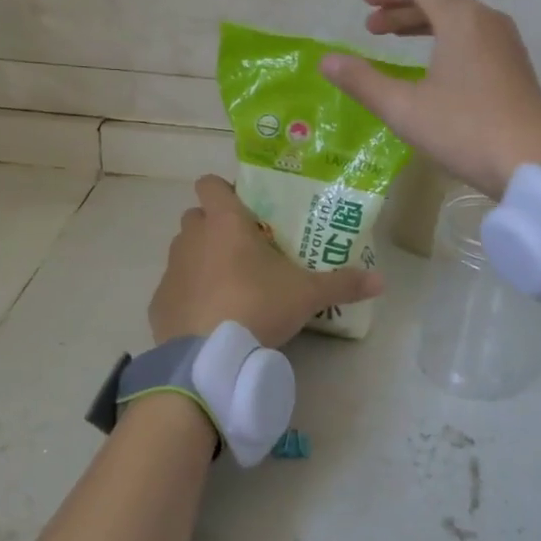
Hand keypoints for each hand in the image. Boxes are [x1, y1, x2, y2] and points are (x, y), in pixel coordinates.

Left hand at [149, 176, 382, 347]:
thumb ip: (343, 283)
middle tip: (246, 248)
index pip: (210, 183)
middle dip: (215, 226)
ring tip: (230, 284)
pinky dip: (189, 294)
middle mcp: (191, 238)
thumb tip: (382, 281)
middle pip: (197, 216)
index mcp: (224, 223)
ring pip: (184, 250)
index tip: (246, 208)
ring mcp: (171, 270)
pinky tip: (210, 316)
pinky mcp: (158, 302)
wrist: (209, 357)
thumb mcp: (307, 295)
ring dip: (201, 258)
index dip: (224, 190)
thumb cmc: (258, 306)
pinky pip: (175, 287)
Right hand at [320, 0, 540, 197]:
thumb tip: (326, 60)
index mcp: (463, 19)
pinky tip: (434, 69)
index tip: (364, 1)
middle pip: (442, 0)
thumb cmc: (465, 130)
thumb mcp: (405, 109)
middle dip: (403, 9)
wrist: (533, 164)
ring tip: (396, 44)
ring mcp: (508, 45)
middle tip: (372, 28)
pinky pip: (476, 39)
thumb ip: (363, 81)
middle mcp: (489, 22)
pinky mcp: (516, 69)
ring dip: (425, 25)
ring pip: (460, 20)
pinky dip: (447, 41)